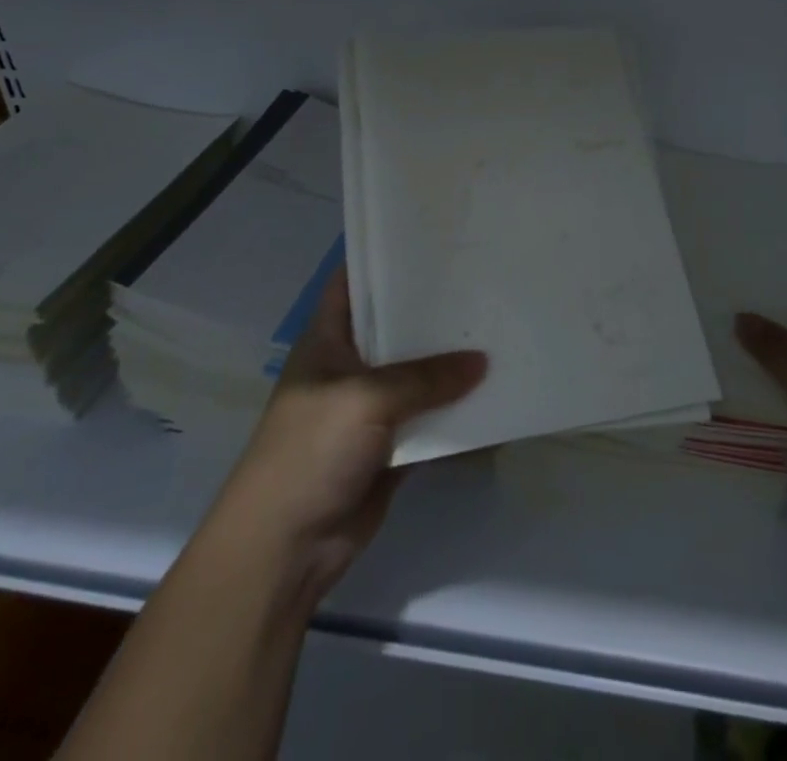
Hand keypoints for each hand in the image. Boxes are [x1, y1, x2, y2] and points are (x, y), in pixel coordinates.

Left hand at [214, 268, 485, 602]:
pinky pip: (430, 419)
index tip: (433, 239)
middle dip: (434, 310)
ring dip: (451, 363)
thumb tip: (483, 362)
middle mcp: (351, 365)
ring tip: (499, 330)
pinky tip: (494, 392)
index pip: (355, 280)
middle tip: (482, 282)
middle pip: (396, 326)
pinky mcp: (390, 445)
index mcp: (328, 338)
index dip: (386, 257)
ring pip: (418, 374)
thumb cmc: (312, 449)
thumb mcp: (367, 398)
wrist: (287, 547)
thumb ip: (426, 377)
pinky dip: (456, 411)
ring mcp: (370, 407)